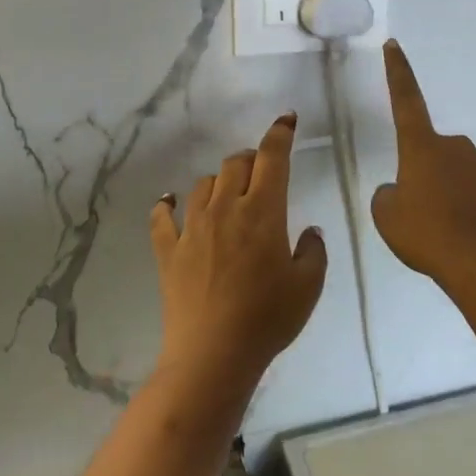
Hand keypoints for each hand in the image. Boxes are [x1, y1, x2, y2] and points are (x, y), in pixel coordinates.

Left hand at [149, 113, 327, 403]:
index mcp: (263, 212)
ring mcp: (192, 228)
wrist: (213, 354)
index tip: (286, 120)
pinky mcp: (168, 250)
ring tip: (228, 194)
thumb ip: (313, 251)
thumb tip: (309, 231)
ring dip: (219, 182)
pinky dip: (167, 205)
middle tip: (262, 173)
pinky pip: (162, 217)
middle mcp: (226, 208)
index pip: (271, 158)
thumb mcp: (308, 286)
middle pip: (235, 164)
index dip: (279, 134)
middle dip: (251, 159)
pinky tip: (170, 203)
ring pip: (203, 184)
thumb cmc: (268, 319)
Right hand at [371, 40, 475, 291]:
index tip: (394, 44)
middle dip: (434, 176)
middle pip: (439, 154)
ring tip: (458, 232)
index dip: (397, 72)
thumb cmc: (428, 235)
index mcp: (423, 148)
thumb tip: (402, 191)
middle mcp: (459, 147)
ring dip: (461, 195)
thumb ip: (389, 196)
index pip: (405, 101)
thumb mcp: (388, 218)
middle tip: (429, 215)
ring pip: (470, 175)